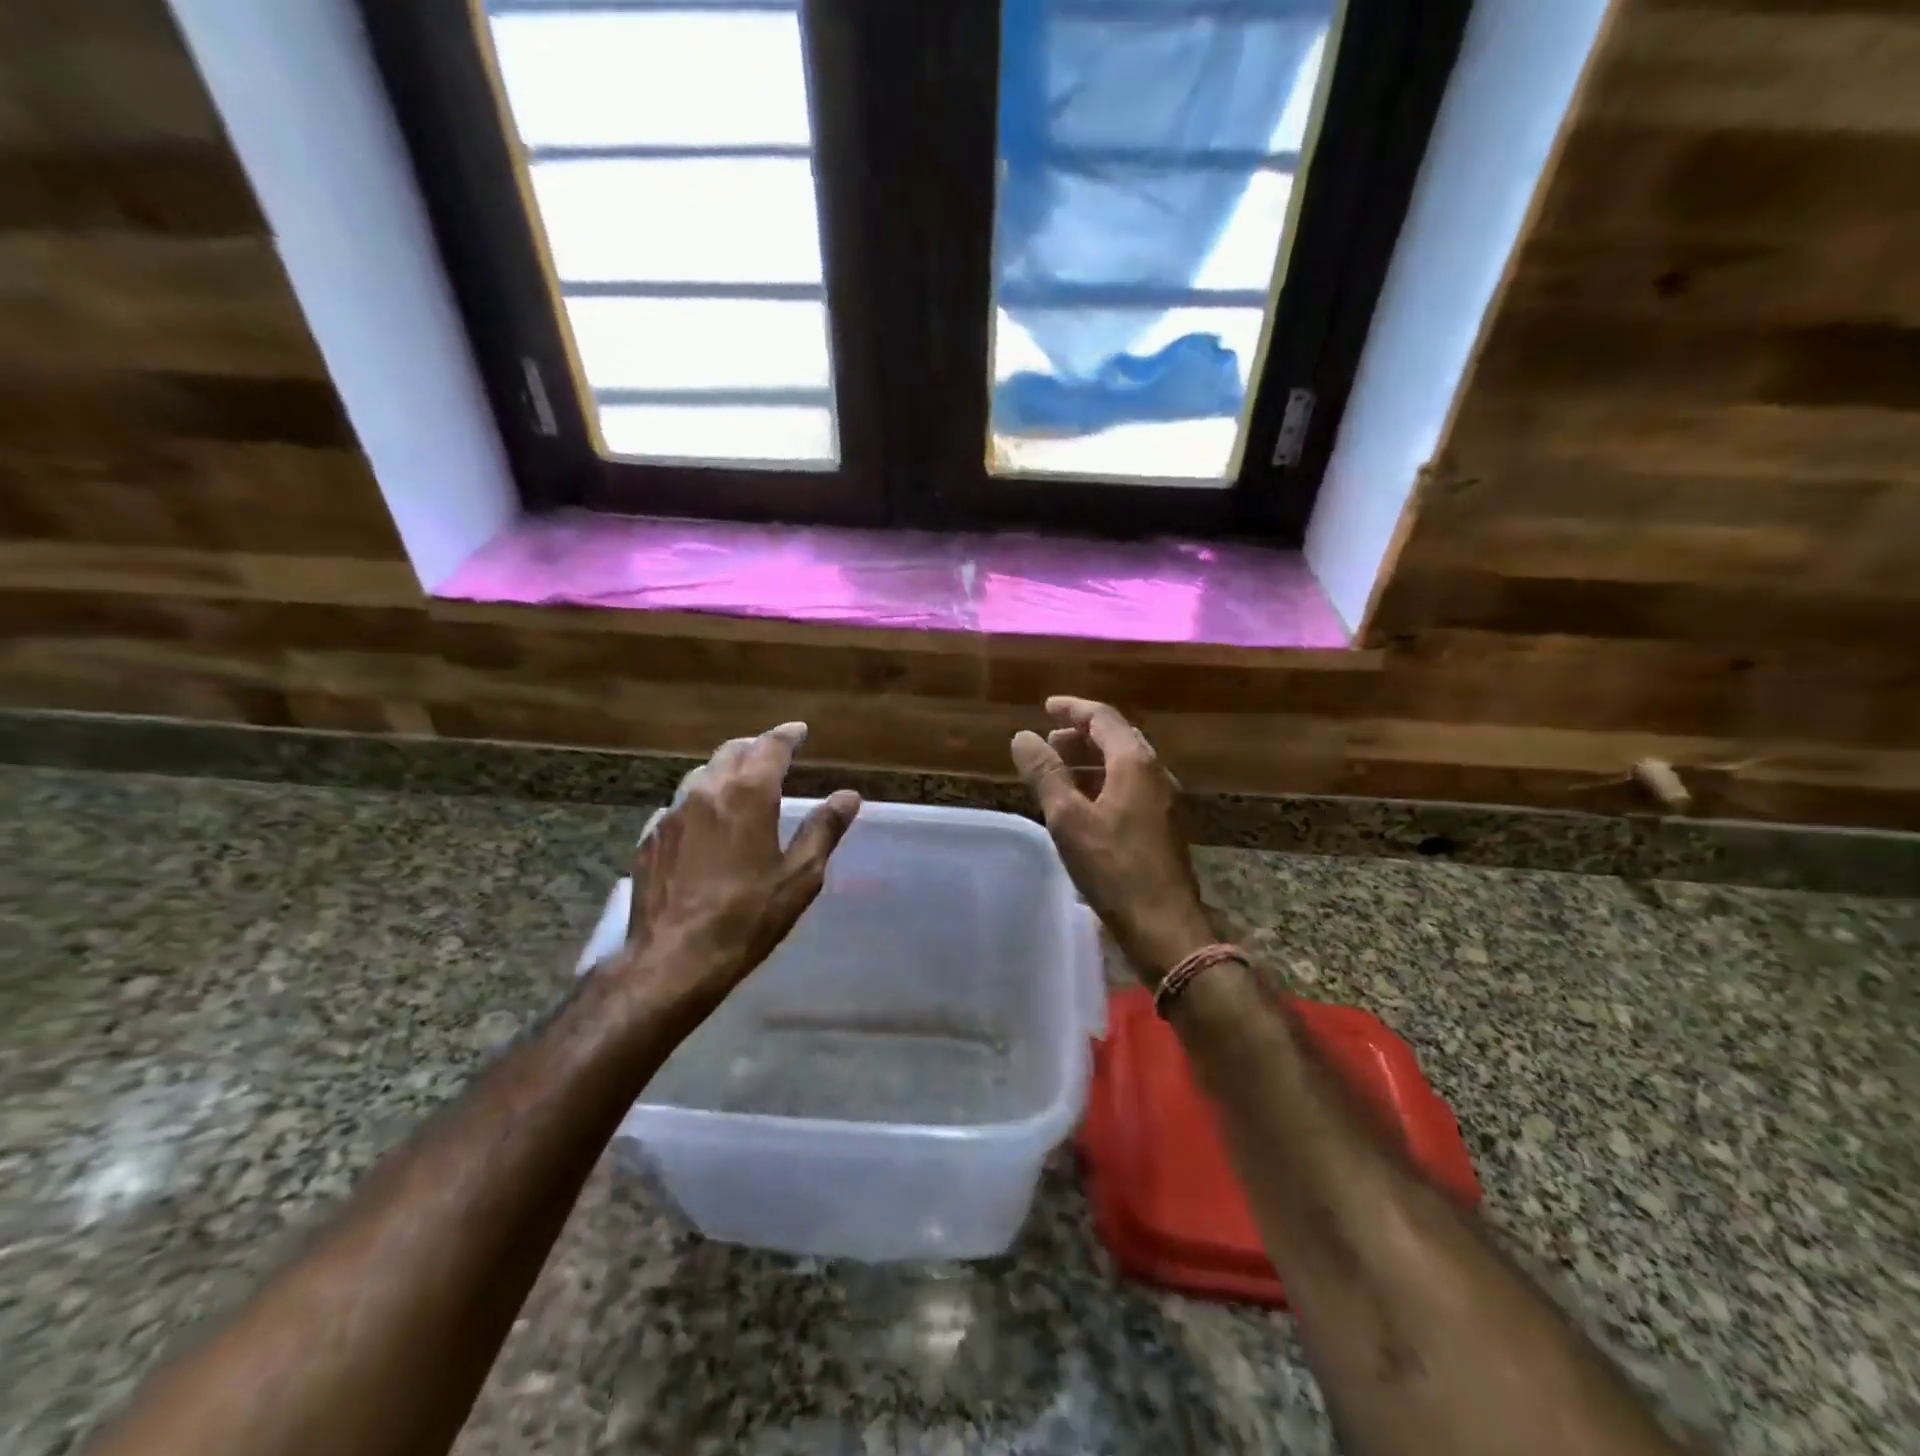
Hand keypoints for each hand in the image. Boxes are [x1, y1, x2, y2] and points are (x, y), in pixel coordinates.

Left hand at [616, 722, 860, 1017]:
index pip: (770, 746)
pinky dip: (701, 799)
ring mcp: (673, 813)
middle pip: (732, 751)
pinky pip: (681, 803)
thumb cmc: (746, 917)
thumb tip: (848, 796)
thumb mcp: (799, 877)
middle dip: (756, 747)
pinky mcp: (651, 837)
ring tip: (741, 781)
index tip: (800, 731)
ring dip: (726, 769)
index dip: (788, 736)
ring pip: (702, 773)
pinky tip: (706, 820)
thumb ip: (823, 830)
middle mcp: (707, 791)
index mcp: (748, 795)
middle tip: (774, 753)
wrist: (672, 959)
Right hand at [1011, 697, 1213, 986]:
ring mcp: (1164, 800)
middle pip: (1118, 737)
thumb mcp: (1068, 818)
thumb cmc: (1113, 867)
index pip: (1103, 717)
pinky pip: (1131, 786)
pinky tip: (1084, 803)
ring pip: (1125, 764)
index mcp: (1135, 763)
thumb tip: (1022, 736)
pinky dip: (1104, 781)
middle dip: (1082, 734)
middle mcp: (1155, 773)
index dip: (1072, 708)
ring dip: (1092, 759)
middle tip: (1049, 741)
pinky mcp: (1164, 825)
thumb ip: (1045, 773)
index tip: (1046, 706)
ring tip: (1060, 769)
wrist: (1164, 924)